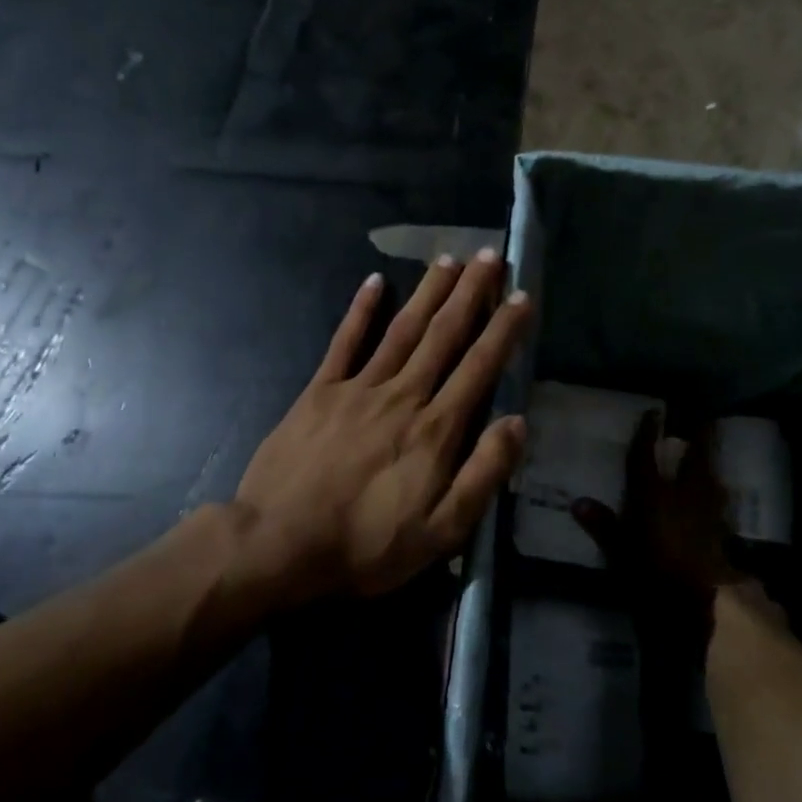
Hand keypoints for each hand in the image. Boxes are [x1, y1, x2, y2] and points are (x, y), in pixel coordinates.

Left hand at [232, 251, 531, 603]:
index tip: (522, 296)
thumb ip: (483, 474)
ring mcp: (358, 388)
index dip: (504, 330)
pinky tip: (375, 281)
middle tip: (491, 256)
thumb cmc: (367, 544)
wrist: (279, 544)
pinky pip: (344, 342)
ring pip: (402, 329)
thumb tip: (517, 422)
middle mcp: (402, 395)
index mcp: (435, 429)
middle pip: (443, 335)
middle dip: (471, 293)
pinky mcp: (319, 392)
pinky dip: (360, 310)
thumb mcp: (442, 531)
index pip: (479, 367)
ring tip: (449, 259)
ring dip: (428, 292)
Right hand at [573, 413, 788, 675]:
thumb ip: (603, 526)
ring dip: (709, 463)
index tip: (653, 413)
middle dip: (698, 439)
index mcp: (654, 498)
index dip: (648, 435)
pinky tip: (716, 494)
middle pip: (694, 461)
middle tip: (703, 420)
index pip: (647, 458)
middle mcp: (683, 498)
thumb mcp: (620, 553)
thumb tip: (578, 503)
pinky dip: (715, 493)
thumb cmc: (653, 576)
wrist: (702, 607)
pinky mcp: (722, 534)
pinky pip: (718, 503)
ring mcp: (708, 515)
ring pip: (710, 480)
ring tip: (708, 452)